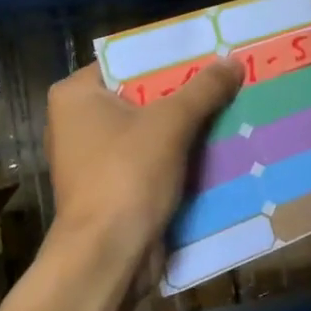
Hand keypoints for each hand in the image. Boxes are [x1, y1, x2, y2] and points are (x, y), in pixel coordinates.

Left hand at [45, 59, 243, 261]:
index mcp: (76, 95)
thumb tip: (233, 62)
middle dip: (185, 94)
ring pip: (150, 131)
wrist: (108, 255)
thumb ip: (203, 90)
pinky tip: (218, 149)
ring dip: (187, 127)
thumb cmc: (128, 175)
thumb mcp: (171, 124)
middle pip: (142, 97)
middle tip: (228, 81)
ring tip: (231, 110)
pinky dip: (179, 157)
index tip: (209, 54)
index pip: (127, 62)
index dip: (169, 58)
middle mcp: (77, 122)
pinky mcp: (111, 188)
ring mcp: (93, 159)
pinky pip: (151, 161)